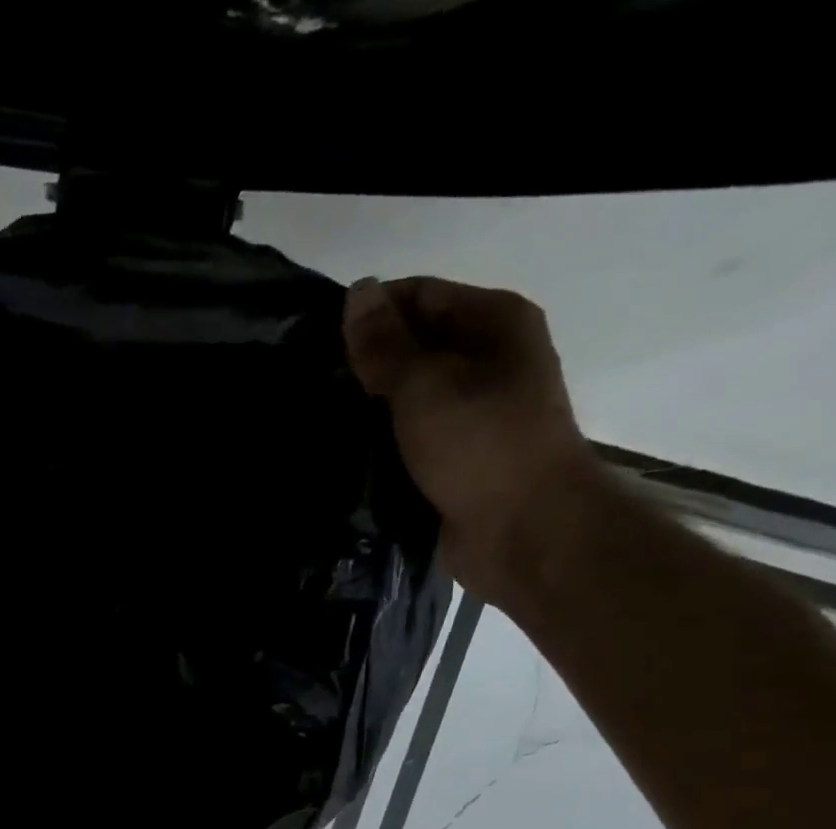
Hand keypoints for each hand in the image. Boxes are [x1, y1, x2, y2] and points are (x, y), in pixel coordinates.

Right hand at [342, 276, 602, 607]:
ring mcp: (472, 411)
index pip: (418, 296)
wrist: (524, 530)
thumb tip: (357, 291)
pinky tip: (343, 451)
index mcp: (494, 323)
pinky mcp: (454, 455)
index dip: (368, 315)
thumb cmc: (480, 445)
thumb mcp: (426, 385)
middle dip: (365, 364)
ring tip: (319, 418)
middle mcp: (488, 359)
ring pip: (407, 395)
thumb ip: (386, 343)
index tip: (316, 343)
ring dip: (368, 407)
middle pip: (413, 345)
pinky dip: (380, 440)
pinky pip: (409, 436)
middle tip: (311, 385)